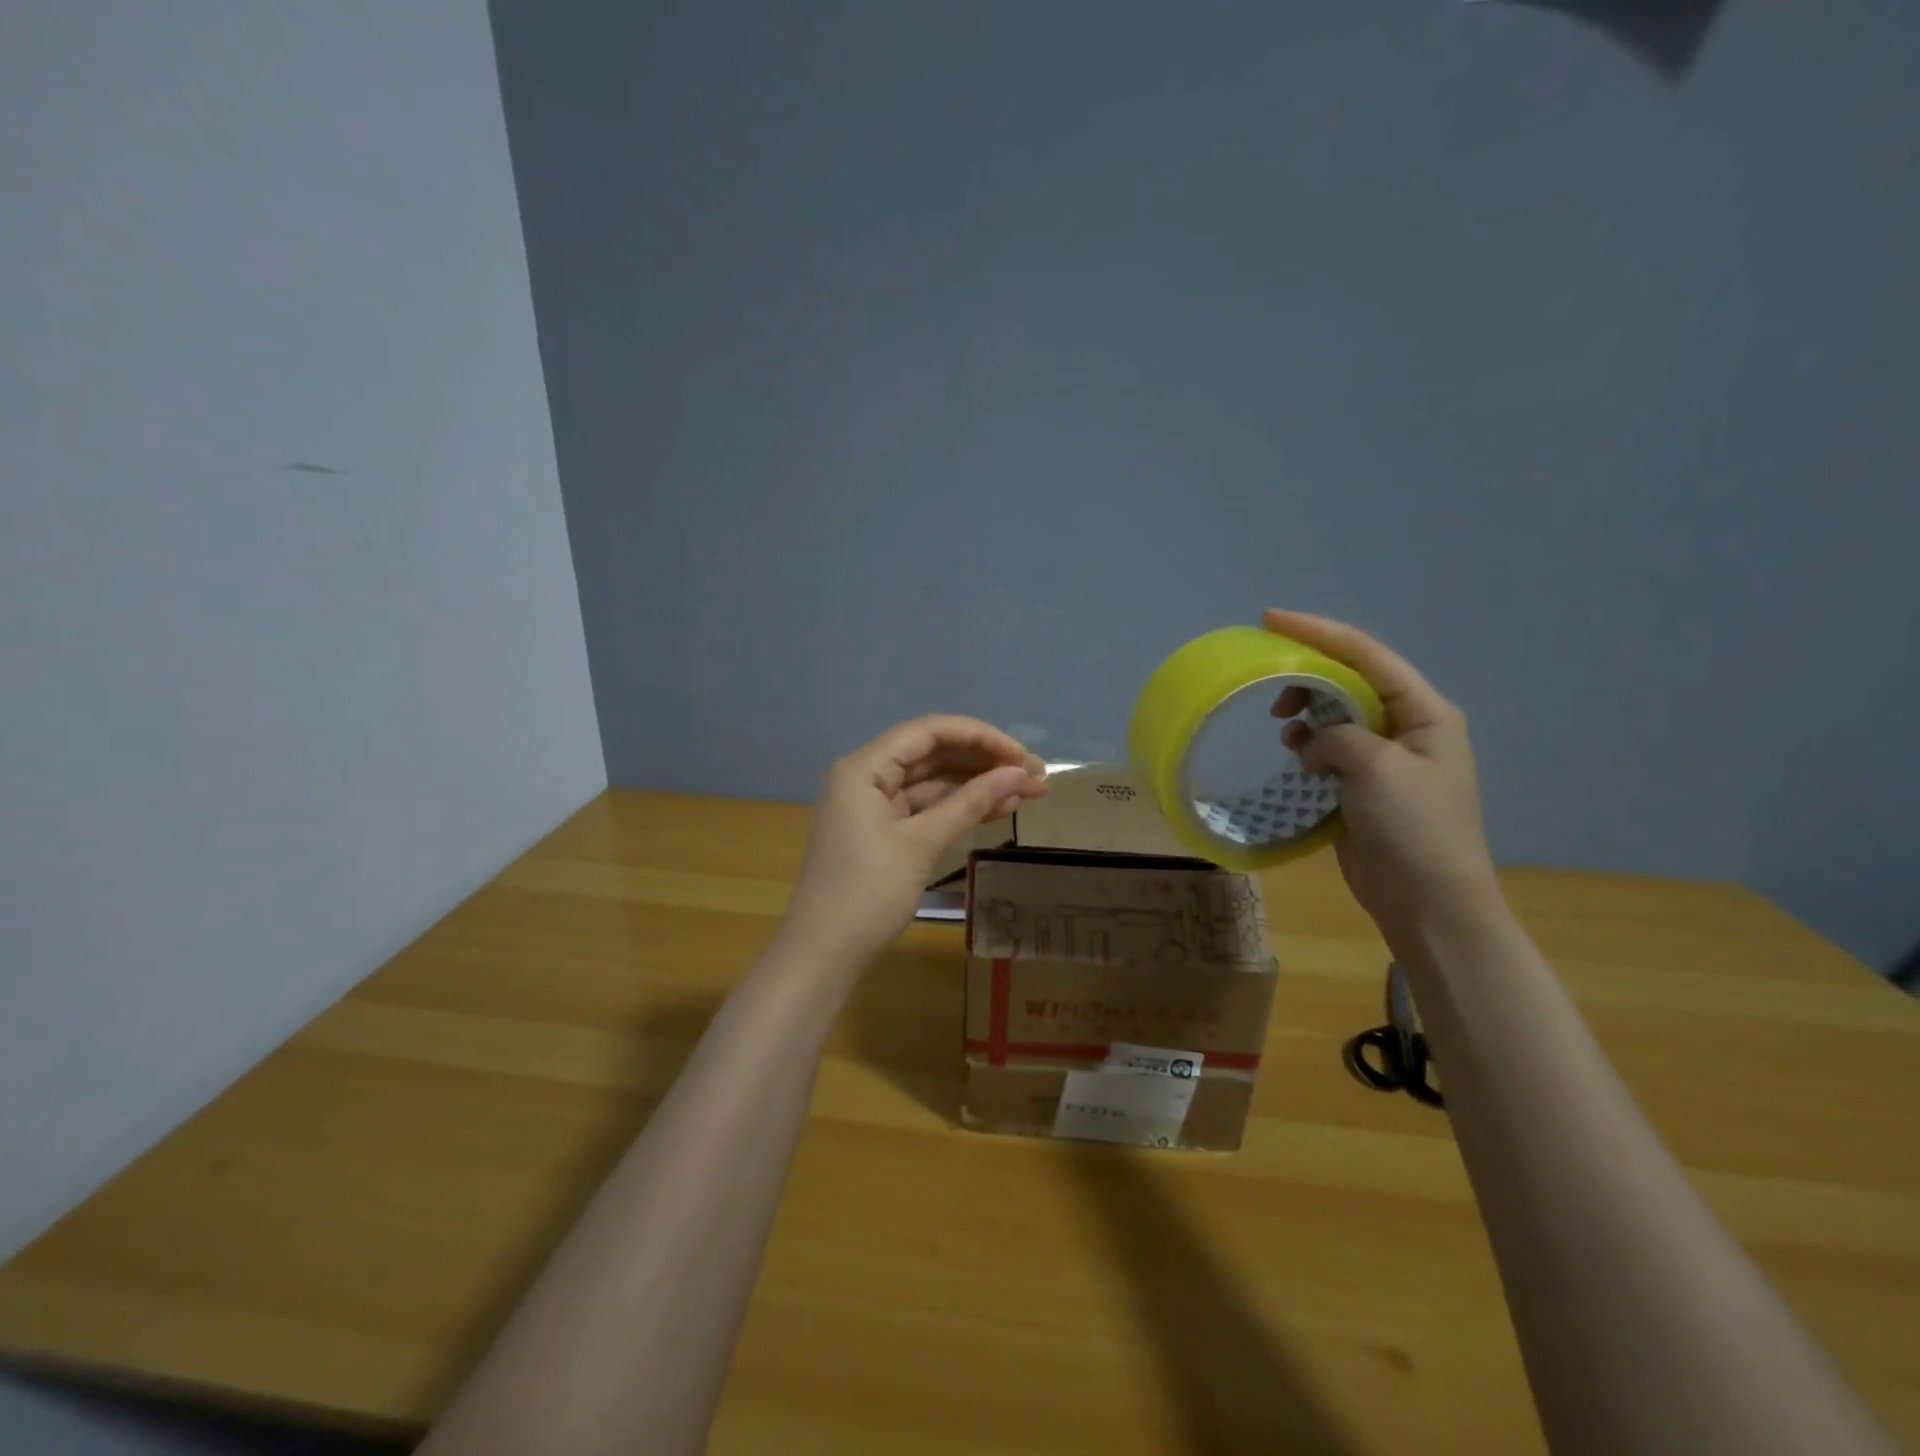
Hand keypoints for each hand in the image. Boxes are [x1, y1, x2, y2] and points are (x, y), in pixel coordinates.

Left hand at [781, 715, 1048, 965]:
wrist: (824, 953)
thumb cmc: (867, 893)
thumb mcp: (921, 844)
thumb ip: (970, 803)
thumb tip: (1020, 774)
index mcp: (864, 767)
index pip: (929, 731)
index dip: (980, 736)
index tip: (1022, 755)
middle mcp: (867, 776)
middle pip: (933, 754)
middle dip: (984, 762)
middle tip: (1035, 776)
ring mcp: (875, 804)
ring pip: (934, 782)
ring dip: (978, 786)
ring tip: (1029, 793)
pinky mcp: (884, 830)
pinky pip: (927, 808)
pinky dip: (960, 808)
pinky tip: (1000, 810)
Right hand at [1263, 609, 1500, 945]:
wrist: (1428, 902)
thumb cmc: (1414, 829)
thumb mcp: (1377, 769)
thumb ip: (1340, 736)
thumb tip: (1315, 743)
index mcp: (1424, 710)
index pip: (1366, 654)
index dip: (1317, 632)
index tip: (1269, 619)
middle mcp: (1407, 724)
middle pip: (1349, 680)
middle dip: (1307, 678)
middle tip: (1271, 693)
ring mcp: (1385, 756)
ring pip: (1335, 714)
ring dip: (1306, 716)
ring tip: (1285, 732)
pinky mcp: (1363, 784)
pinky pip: (1329, 748)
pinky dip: (1308, 746)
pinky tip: (1296, 758)